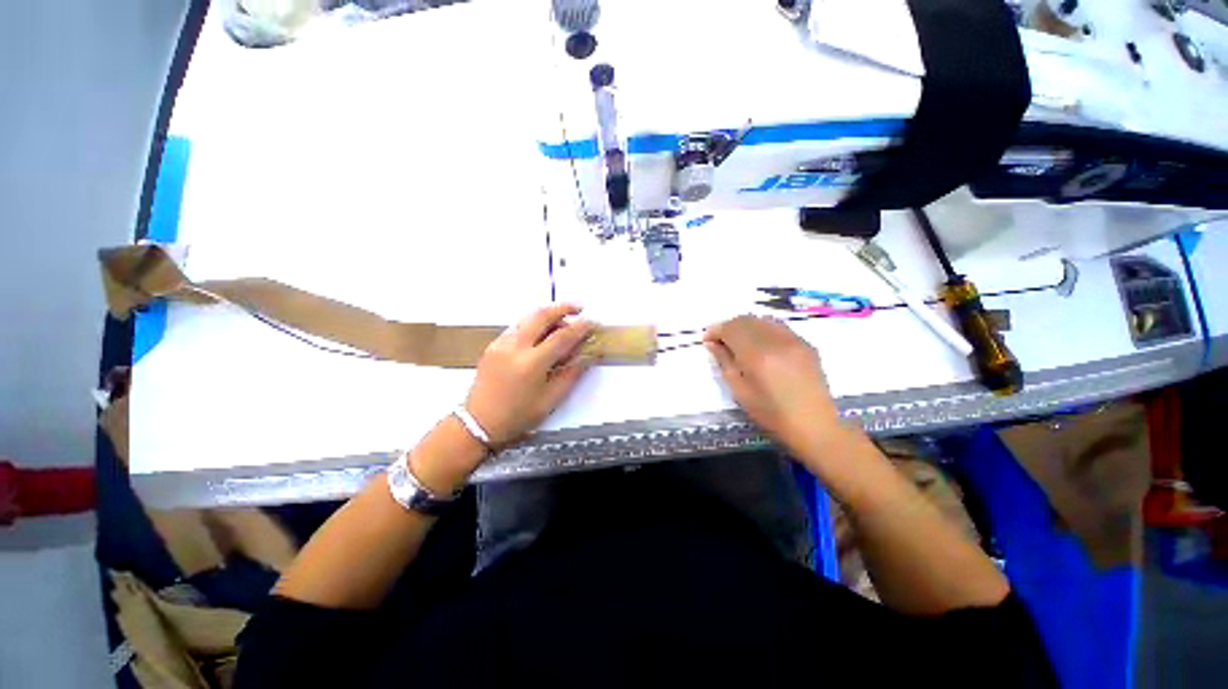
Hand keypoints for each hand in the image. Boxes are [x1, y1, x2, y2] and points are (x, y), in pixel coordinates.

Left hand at [465, 304, 596, 446]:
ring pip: (528, 317)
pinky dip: (534, 323)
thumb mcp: (550, 400)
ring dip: (548, 314)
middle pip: (542, 315)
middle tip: (579, 308)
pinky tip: (542, 333)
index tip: (593, 322)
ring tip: (563, 322)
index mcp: (531, 364)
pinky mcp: (493, 345)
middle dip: (563, 307)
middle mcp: (515, 347)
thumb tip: (588, 356)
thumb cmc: (517, 416)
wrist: (478, 423)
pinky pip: (517, 326)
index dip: (581, 327)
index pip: (562, 337)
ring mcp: (501, 343)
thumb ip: (571, 375)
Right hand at [704, 315, 840, 454]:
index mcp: (757, 355)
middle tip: (720, 342)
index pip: (731, 328)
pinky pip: (779, 327)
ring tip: (740, 343)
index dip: (716, 330)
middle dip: (729, 327)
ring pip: (763, 320)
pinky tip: (761, 346)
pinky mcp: (806, 344)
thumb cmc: (771, 414)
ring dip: (746, 326)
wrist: (814, 426)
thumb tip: (712, 343)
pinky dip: (764, 330)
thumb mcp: (740, 391)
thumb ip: (724, 362)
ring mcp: (794, 340)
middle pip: (746, 320)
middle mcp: (776, 341)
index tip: (707, 340)